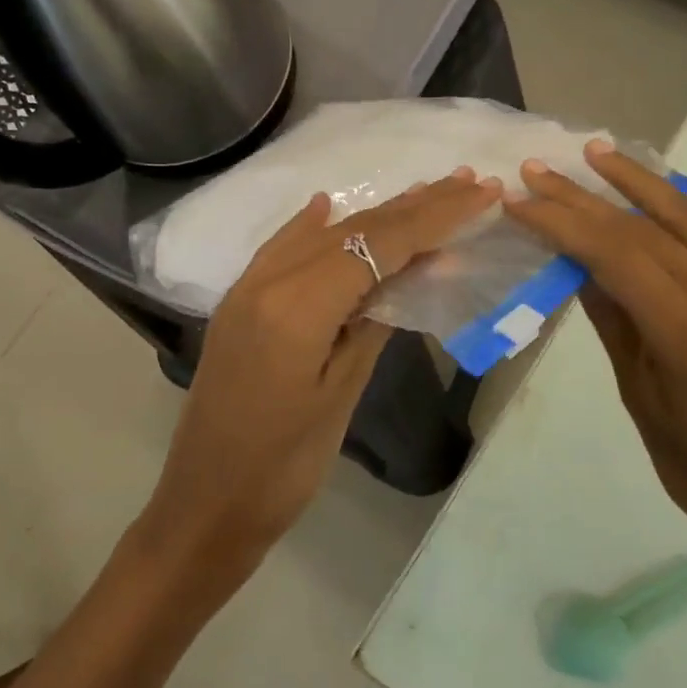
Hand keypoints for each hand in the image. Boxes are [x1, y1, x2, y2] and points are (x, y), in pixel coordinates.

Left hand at [139, 170, 500, 579]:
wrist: (205, 505)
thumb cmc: (284, 466)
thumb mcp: (342, 393)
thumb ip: (377, 320)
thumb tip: (419, 267)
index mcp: (298, 306)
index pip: (379, 244)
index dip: (435, 217)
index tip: (481, 193)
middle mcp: (268, 281)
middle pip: (353, 230)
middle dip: (414, 206)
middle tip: (466, 182)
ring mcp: (247, 289)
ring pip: (321, 235)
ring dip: (374, 214)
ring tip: (424, 193)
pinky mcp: (239, 304)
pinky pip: (282, 250)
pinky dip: (314, 227)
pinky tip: (328, 205)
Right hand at [503, 130, 686, 611]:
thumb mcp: (641, 399)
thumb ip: (614, 322)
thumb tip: (577, 264)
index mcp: (684, 330)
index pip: (609, 253)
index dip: (558, 221)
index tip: (518, 199)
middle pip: (641, 228)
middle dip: (583, 196)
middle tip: (539, 170)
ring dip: (642, 179)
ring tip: (600, 151)